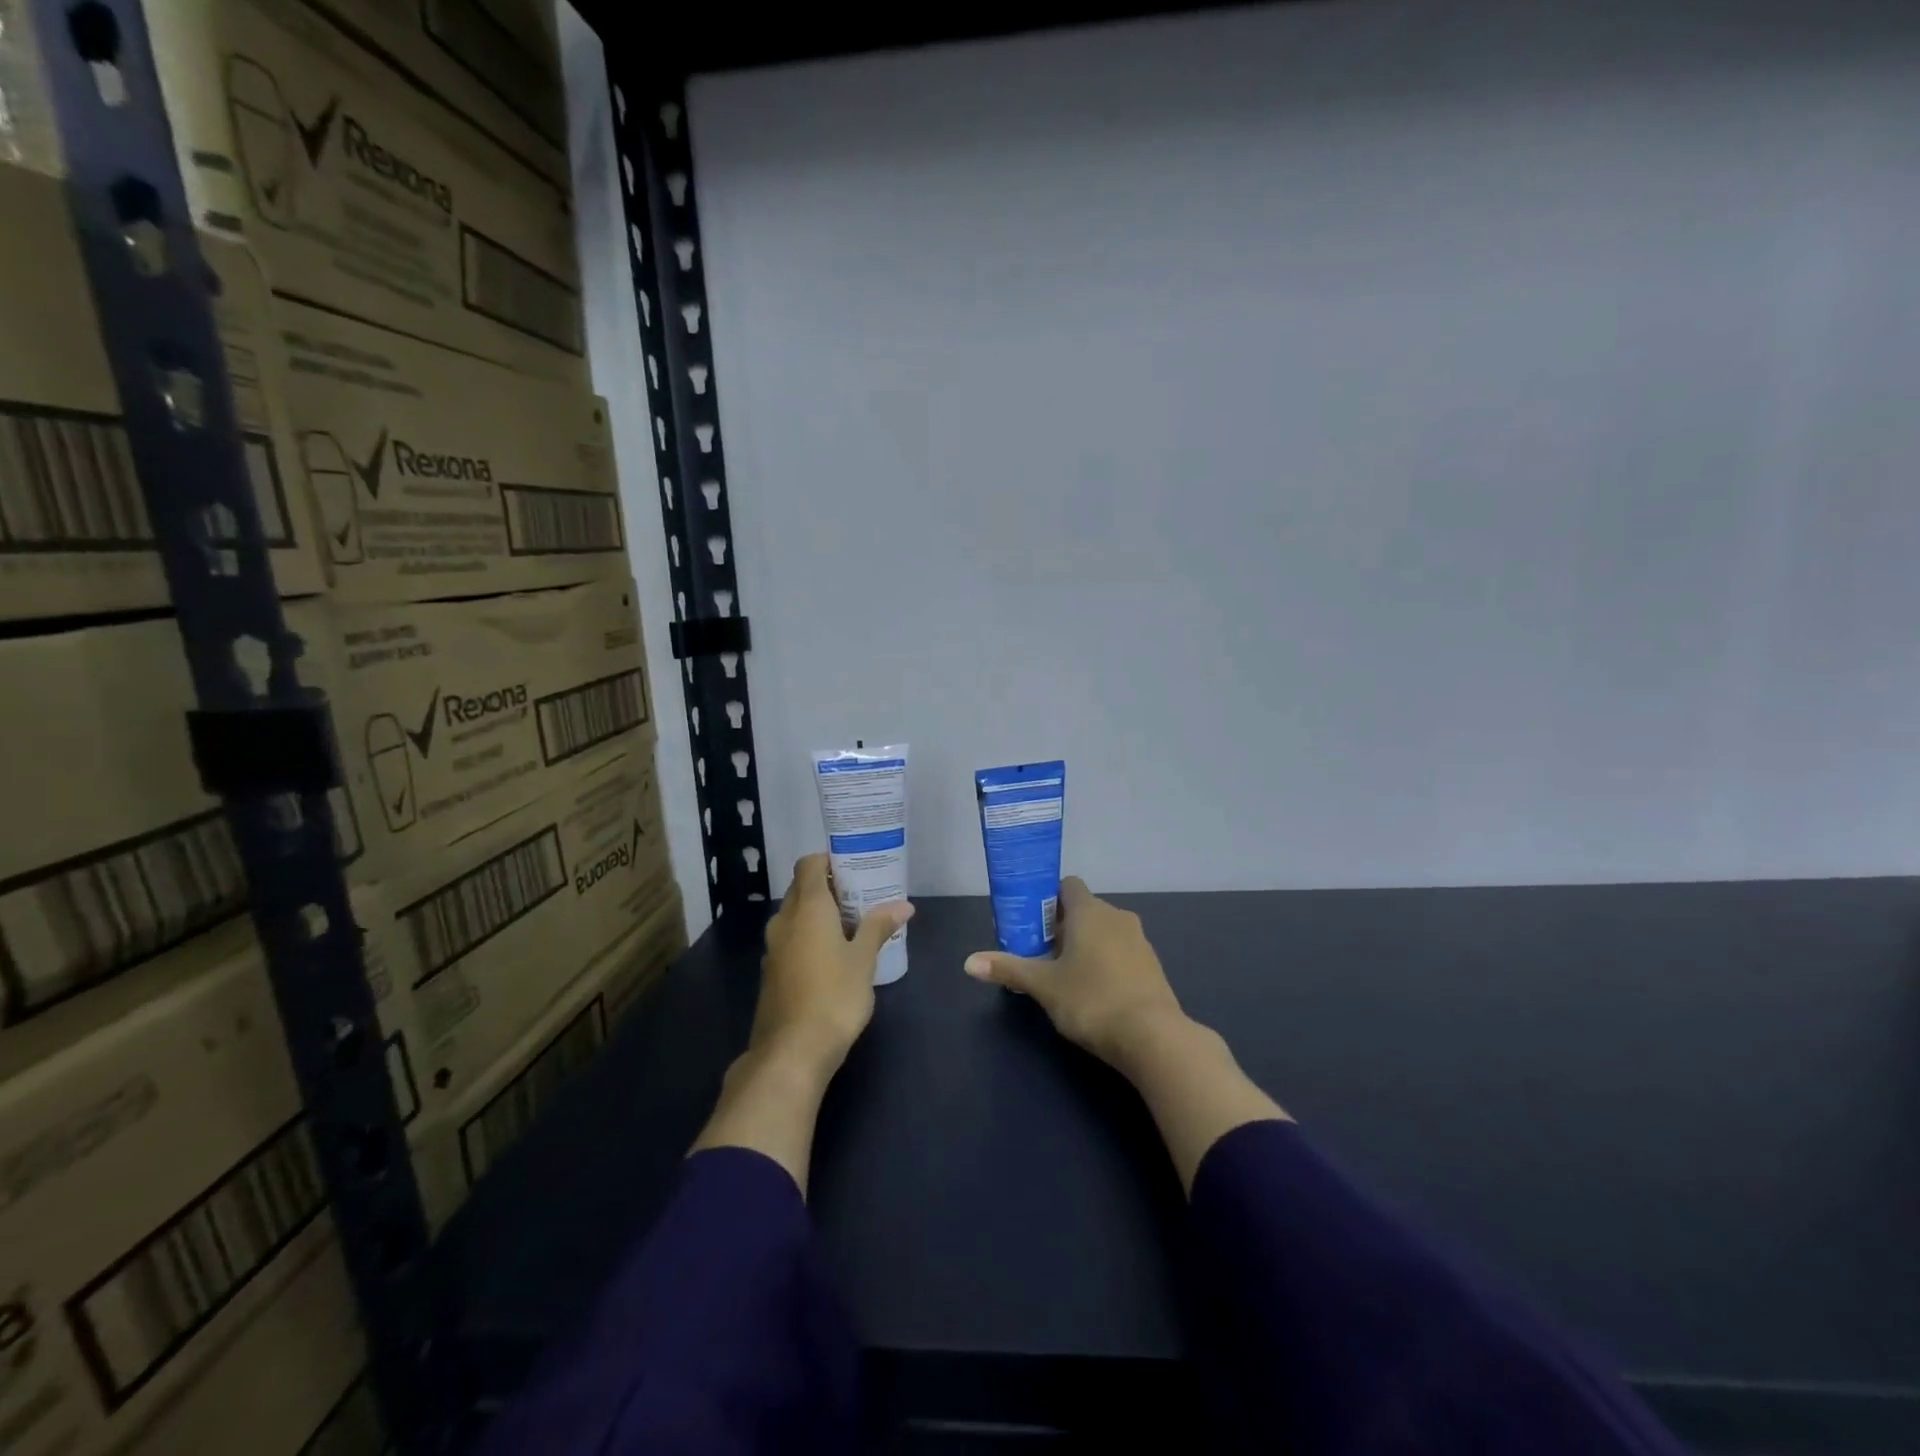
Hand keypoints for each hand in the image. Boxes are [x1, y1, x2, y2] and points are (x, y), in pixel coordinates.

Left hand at [755, 853, 913, 1074]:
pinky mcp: (772, 972)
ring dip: (820, 913)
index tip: (855, 866)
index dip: (829, 859)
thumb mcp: (864, 959)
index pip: (809, 864)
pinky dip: (810, 936)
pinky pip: (792, 939)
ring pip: (796, 915)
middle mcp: (784, 920)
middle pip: (803, 888)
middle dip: (829, 886)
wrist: (791, 1052)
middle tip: (862, 894)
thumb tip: (903, 904)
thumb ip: (879, 927)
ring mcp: (774, 948)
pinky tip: (835, 955)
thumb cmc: (833, 996)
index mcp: (807, 908)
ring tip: (854, 923)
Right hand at [964, 877, 1186, 1071]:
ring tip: (1065, 976)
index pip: (1067, 885)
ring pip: (1104, 932)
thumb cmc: (1092, 1000)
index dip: (1047, 899)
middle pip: (1083, 910)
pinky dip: (1106, 962)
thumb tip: (968, 962)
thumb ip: (1008, 969)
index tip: (1031, 922)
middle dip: (1061, 927)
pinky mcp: (1152, 966)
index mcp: (1089, 911)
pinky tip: (1094, 993)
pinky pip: (1121, 952)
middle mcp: (1116, 917)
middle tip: (1040, 954)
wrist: (1153, 1037)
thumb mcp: (1044, 985)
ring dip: (1085, 945)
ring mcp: (1139, 941)